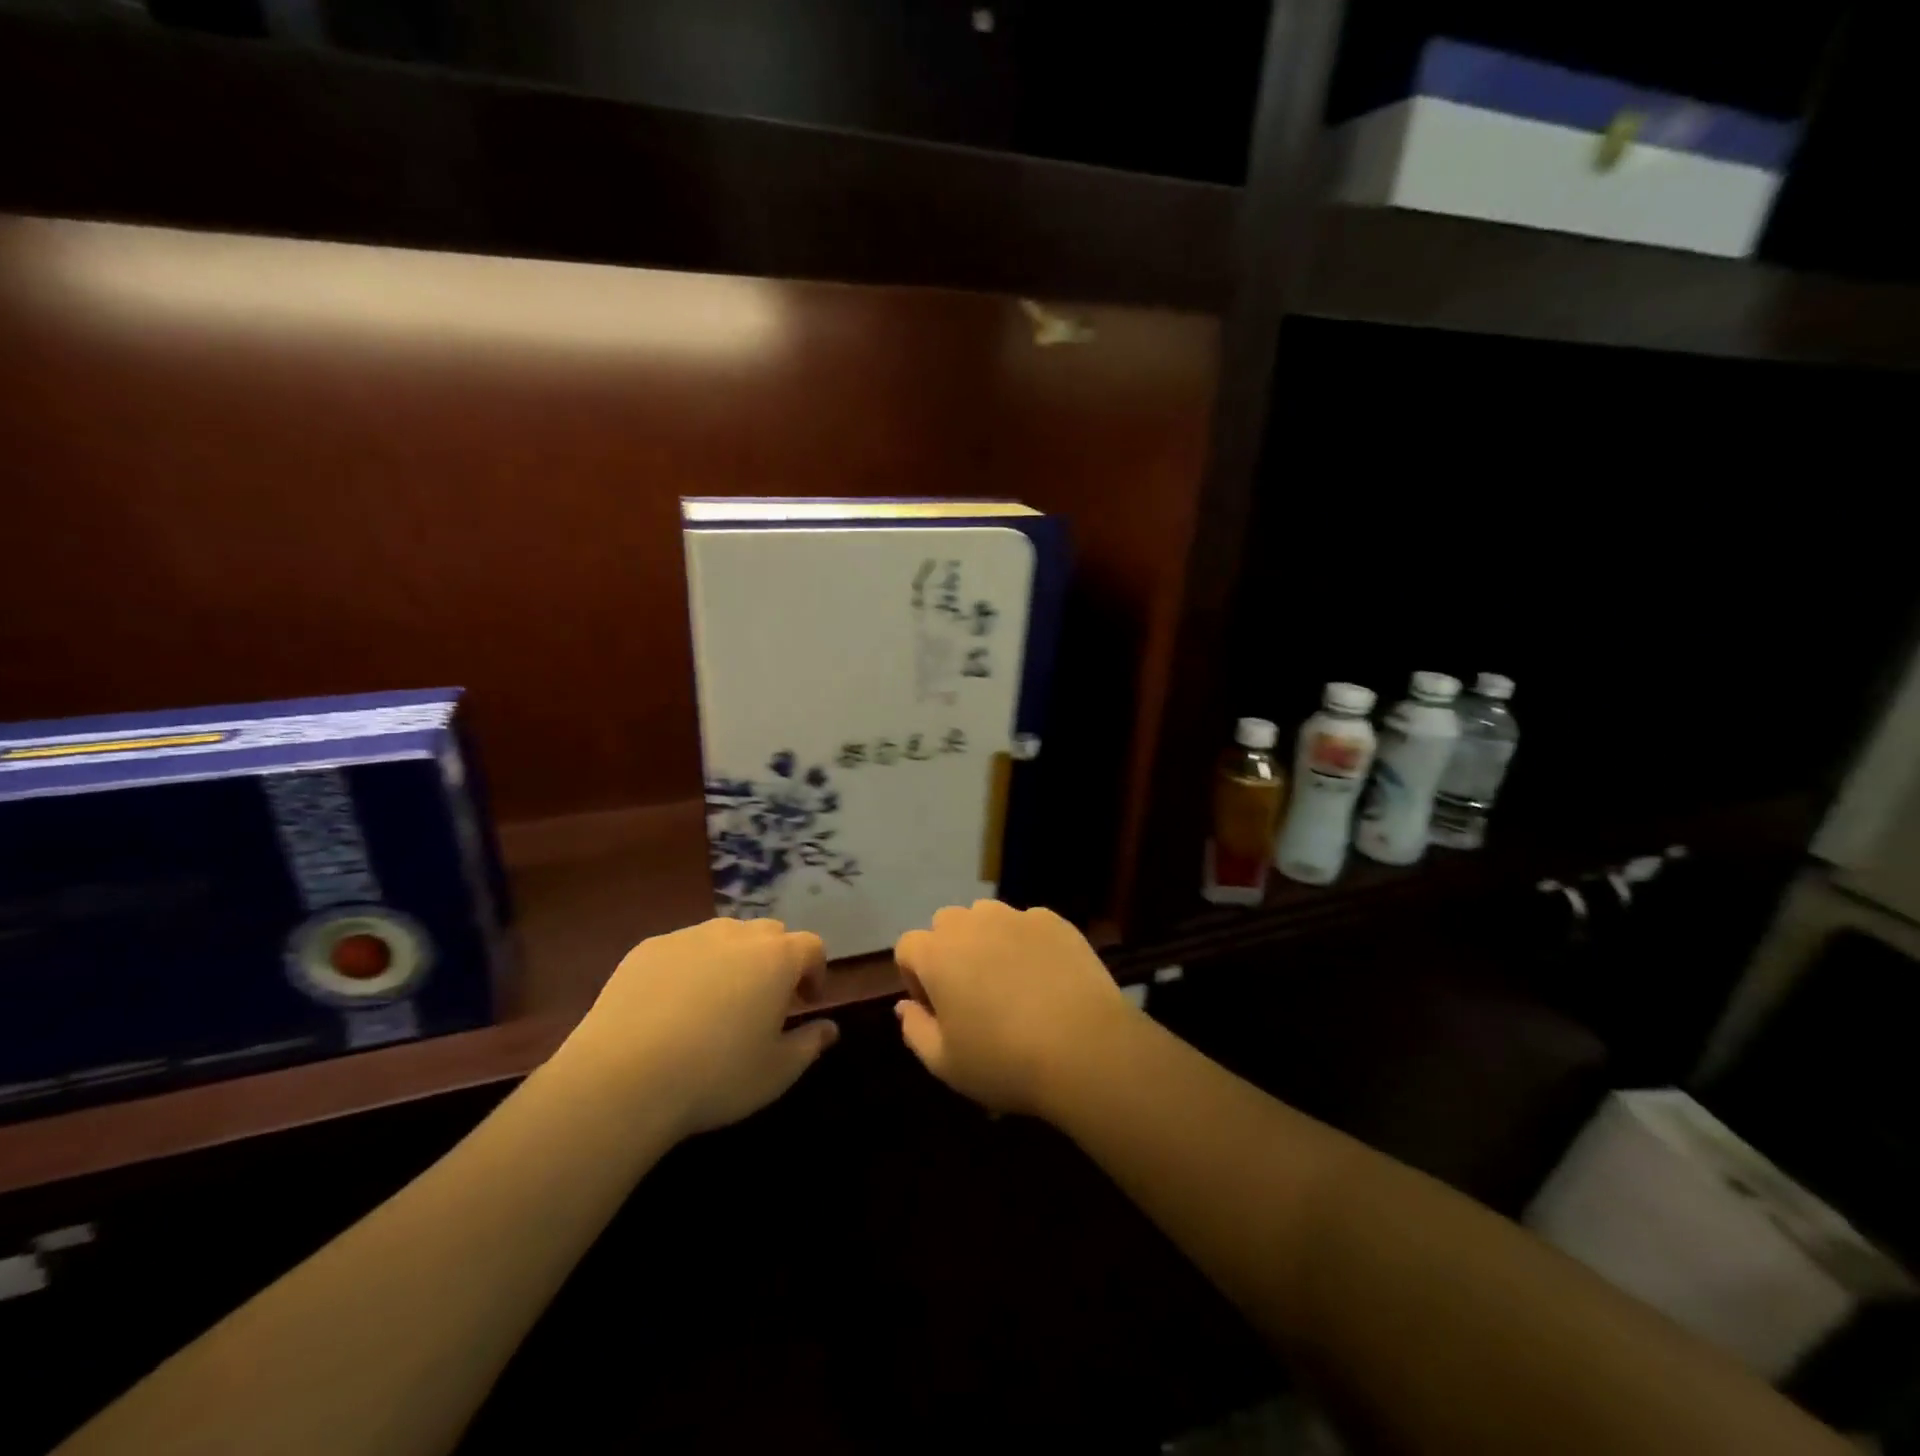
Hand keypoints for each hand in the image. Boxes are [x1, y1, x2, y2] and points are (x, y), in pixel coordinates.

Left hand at [557, 917, 837, 1137]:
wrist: (622, 1079)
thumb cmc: (715, 1076)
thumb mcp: (776, 1072)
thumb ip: (810, 1044)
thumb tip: (830, 1029)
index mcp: (776, 958)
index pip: (811, 946)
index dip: (815, 971)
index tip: (806, 1002)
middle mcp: (736, 934)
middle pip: (769, 933)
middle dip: (775, 960)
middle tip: (765, 1000)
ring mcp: (689, 937)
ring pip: (724, 936)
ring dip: (733, 959)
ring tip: (718, 1000)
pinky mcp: (647, 949)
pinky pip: (682, 949)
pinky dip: (690, 967)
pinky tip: (672, 1007)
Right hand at [892, 900, 1136, 1117]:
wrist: (1085, 1048)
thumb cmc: (1005, 1061)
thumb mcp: (945, 1063)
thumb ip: (914, 1030)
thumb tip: (905, 1006)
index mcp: (937, 954)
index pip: (907, 947)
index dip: (915, 978)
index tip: (937, 1010)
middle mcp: (971, 923)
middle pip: (945, 924)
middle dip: (949, 952)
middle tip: (971, 994)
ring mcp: (1016, 917)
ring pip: (986, 916)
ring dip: (986, 940)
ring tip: (1008, 980)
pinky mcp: (1054, 921)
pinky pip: (1027, 924)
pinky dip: (1026, 942)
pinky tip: (1045, 978)